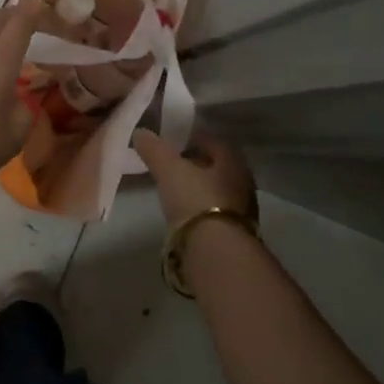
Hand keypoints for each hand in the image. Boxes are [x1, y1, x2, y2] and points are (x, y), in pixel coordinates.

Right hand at [132, 128, 256, 224]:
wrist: (216, 251)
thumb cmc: (196, 200)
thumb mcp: (169, 170)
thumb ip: (155, 150)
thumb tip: (140, 132)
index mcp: (232, 160)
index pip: (213, 141)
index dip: (192, 139)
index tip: (172, 143)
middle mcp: (242, 182)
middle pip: (216, 167)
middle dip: (196, 164)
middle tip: (171, 165)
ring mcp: (242, 210)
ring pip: (216, 190)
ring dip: (199, 188)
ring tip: (175, 190)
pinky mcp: (234, 233)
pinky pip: (214, 212)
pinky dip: (200, 209)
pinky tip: (185, 214)